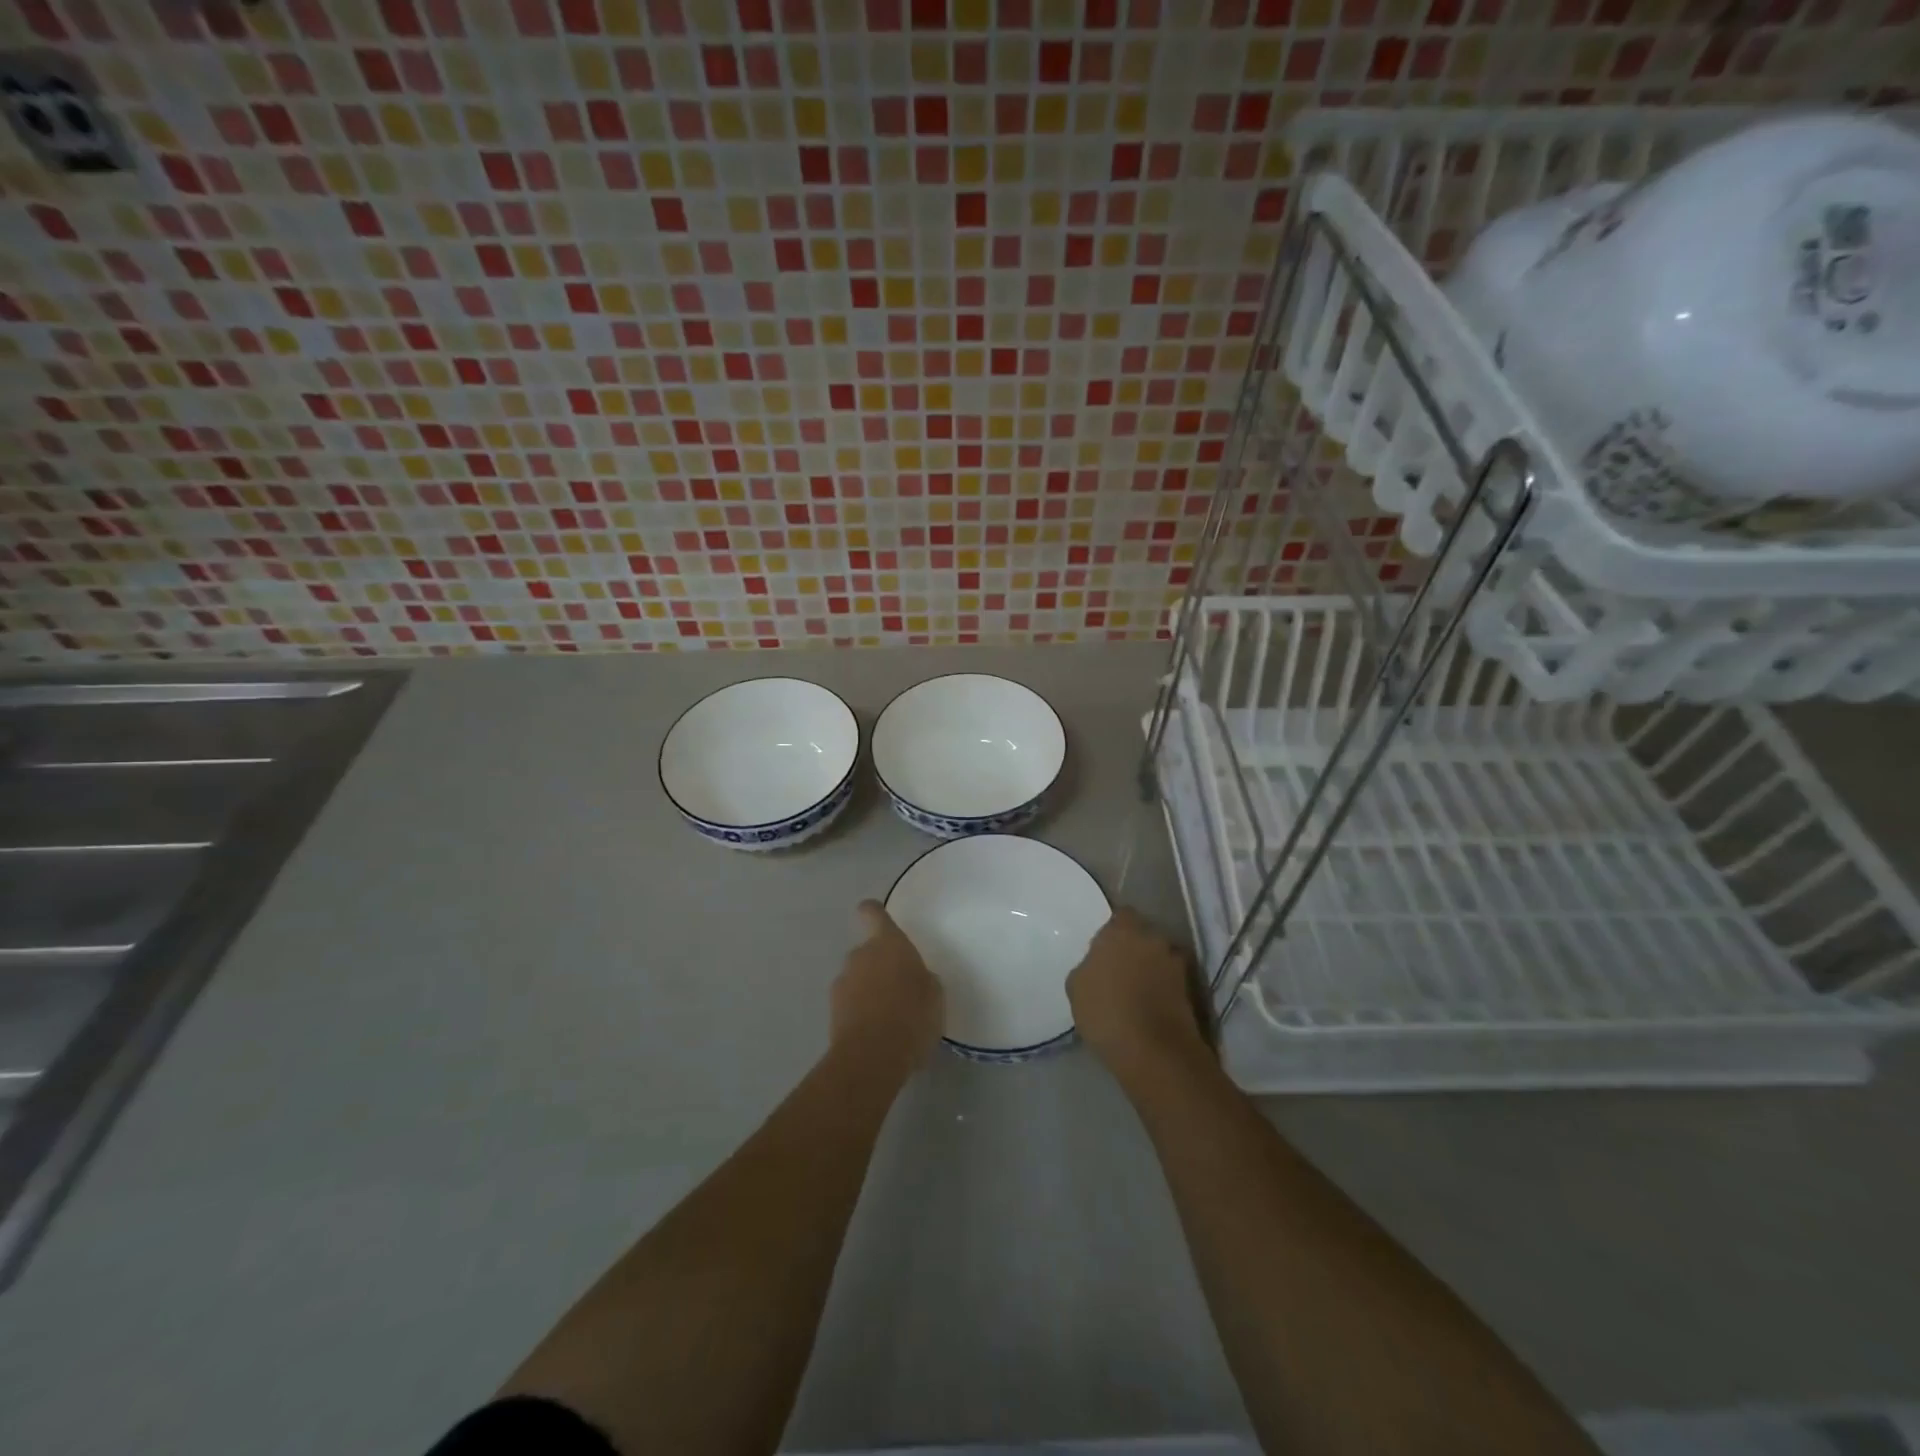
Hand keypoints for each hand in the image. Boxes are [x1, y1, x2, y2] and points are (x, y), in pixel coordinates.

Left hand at [831, 901, 943, 1082]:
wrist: (872, 1057)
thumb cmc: (912, 1016)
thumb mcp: (934, 995)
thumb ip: (922, 978)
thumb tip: (914, 979)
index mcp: (888, 943)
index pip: (872, 913)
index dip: (874, 913)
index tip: (878, 919)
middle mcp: (861, 955)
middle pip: (867, 951)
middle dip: (879, 965)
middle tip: (899, 989)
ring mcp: (842, 982)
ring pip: (857, 978)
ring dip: (868, 990)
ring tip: (888, 1018)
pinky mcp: (832, 1011)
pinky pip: (849, 1003)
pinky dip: (859, 1012)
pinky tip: (875, 1034)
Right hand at [1067, 907, 1209, 1080]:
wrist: (1154, 1052)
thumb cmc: (1106, 1012)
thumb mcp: (1076, 987)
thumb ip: (1088, 966)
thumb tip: (1097, 966)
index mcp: (1123, 930)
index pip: (1122, 915)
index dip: (1114, 931)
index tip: (1104, 950)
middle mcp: (1154, 938)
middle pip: (1144, 935)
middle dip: (1135, 948)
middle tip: (1120, 970)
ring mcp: (1176, 964)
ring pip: (1160, 958)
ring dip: (1152, 968)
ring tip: (1137, 992)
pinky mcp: (1191, 990)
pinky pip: (1172, 981)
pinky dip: (1164, 989)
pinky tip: (1150, 1008)